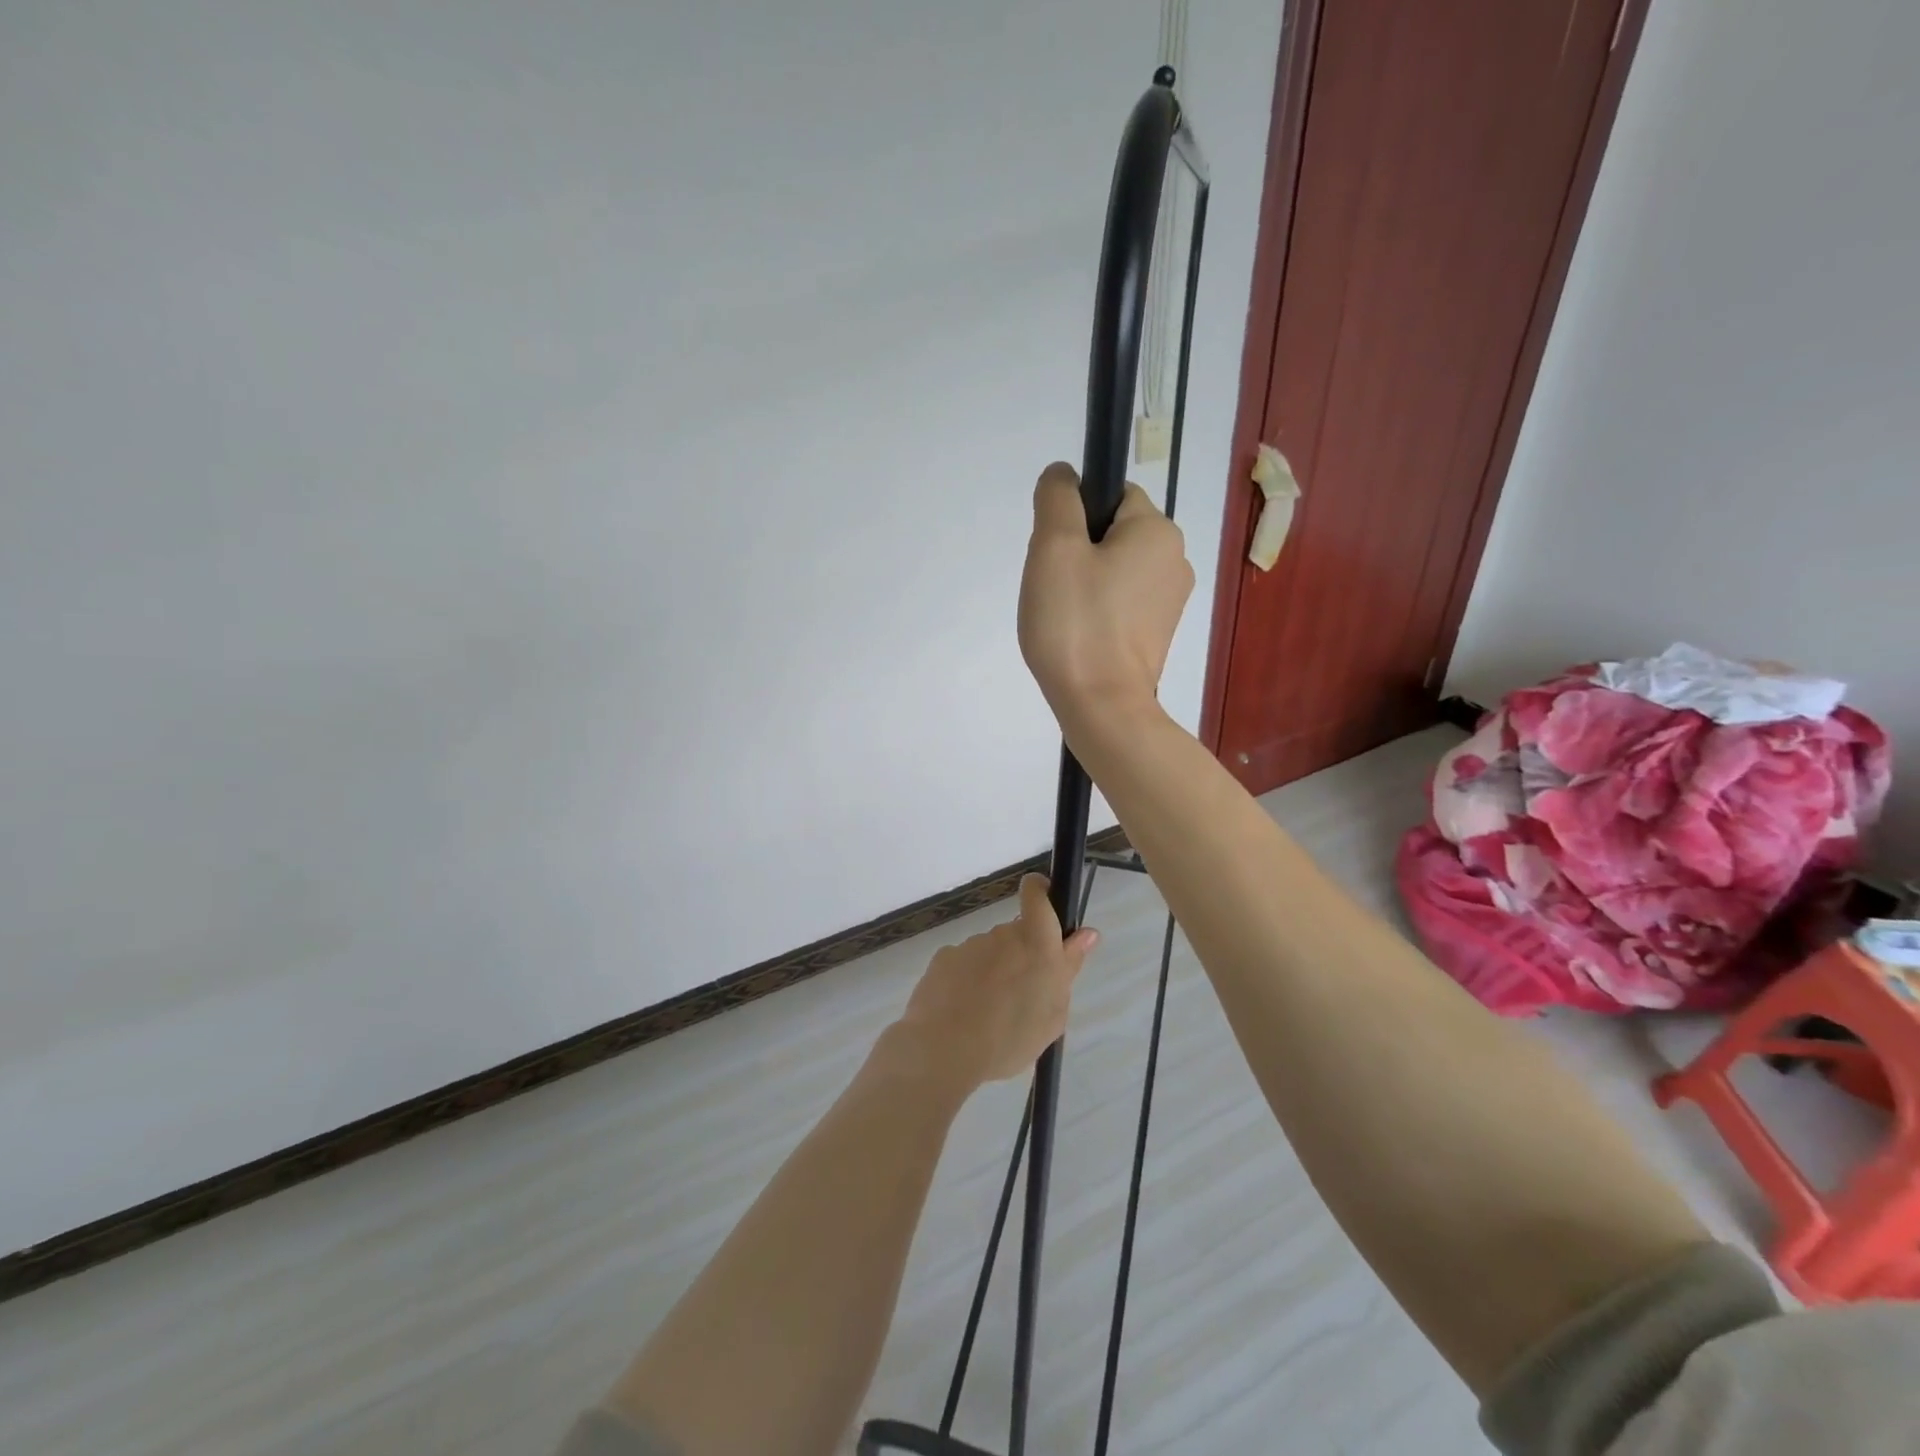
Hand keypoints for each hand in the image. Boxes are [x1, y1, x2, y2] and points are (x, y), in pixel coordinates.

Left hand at [892, 874, 1098, 1091]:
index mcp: (1037, 944)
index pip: (1037, 894)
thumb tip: (1087, 934)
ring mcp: (971, 944)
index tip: (1044, 905)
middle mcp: (1003, 934)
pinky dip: (967, 981)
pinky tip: (963, 1010)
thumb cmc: (1010, 1038)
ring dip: (993, 971)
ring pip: (990, 951)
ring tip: (988, 1013)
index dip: (1040, 891)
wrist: (944, 1049)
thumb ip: (1069, 968)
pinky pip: (964, 964)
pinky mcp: (944, 957)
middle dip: (1021, 956)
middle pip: (1016, 934)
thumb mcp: (1053, 1014)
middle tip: (1020, 996)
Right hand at [1017, 462, 1193, 729]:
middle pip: (1112, 534)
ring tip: (1065, 618)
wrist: (1102, 706)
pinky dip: (1098, 611)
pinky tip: (1081, 636)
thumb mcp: (1054, 547)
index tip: (1056, 554)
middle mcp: (1176, 559)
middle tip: (1055, 590)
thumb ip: (1057, 497)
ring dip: (1085, 584)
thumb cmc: (1077, 623)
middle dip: (1078, 553)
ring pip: (1114, 570)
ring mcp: (1171, 601)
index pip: (1112, 495)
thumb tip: (1063, 475)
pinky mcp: (1159, 633)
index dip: (1075, 517)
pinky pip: (1122, 603)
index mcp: (1158, 531)